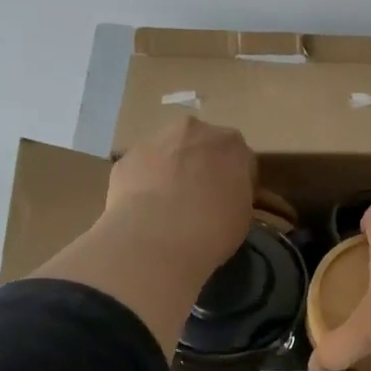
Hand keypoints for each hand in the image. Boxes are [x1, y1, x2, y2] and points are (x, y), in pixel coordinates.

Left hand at [104, 116, 255, 275]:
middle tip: (201, 199)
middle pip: (203, 145)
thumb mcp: (243, 215)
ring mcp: (156, 140)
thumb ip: (237, 195)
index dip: (237, 180)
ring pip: (170, 152)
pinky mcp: (127, 158)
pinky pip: (143, 168)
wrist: (157, 239)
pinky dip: (145, 183)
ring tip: (170, 206)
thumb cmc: (213, 229)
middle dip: (203, 166)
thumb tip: (227, 197)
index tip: (231, 200)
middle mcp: (195, 131)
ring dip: (173, 170)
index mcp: (231, 144)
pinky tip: (146, 210)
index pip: (241, 158)